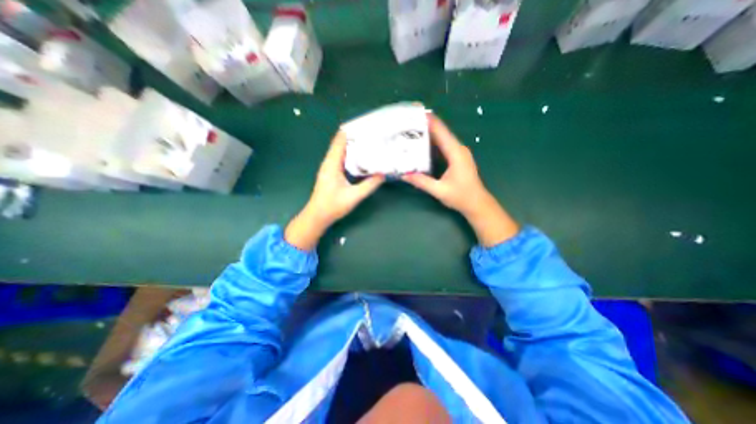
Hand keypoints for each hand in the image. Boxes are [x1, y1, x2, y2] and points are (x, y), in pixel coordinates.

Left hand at [287, 132, 385, 249]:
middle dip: (355, 137)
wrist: (317, 216)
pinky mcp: (331, 173)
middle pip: (341, 143)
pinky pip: (341, 158)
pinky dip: (351, 155)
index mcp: (332, 164)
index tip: (366, 126)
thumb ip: (369, 185)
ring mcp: (329, 167)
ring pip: (342, 151)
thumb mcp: (354, 196)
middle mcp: (329, 162)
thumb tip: (383, 174)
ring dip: (353, 146)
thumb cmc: (333, 206)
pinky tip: (361, 157)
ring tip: (369, 142)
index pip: (340, 140)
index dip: (351, 131)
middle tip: (372, 134)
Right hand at [401, 114, 520, 245]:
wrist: (477, 204)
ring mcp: (458, 153)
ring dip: (429, 132)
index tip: (416, 112)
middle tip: (408, 121)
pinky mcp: (457, 158)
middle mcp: (458, 149)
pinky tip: (422, 143)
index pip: (441, 132)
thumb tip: (404, 174)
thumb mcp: (439, 190)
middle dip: (426, 124)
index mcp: (456, 153)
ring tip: (412, 129)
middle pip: (441, 132)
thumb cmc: (461, 197)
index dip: (429, 121)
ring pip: (442, 138)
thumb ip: (422, 182)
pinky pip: (443, 146)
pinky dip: (433, 142)